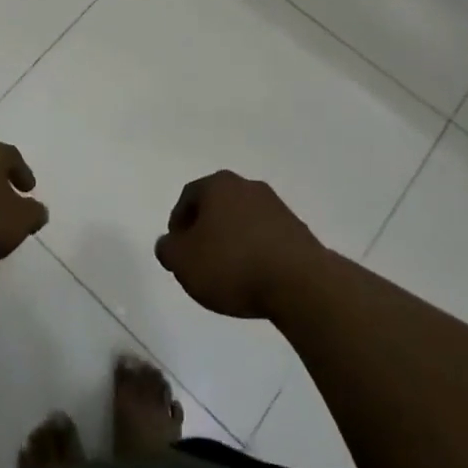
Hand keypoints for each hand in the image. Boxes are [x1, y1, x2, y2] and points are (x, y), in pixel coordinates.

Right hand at [155, 171, 328, 319]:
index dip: (178, 223)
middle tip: (199, 258)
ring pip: (242, 219)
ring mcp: (275, 206)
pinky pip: (265, 236)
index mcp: (218, 184)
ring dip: (232, 239)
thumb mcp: (184, 261)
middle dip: (206, 229)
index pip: (189, 196)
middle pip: (217, 204)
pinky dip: (255, 251)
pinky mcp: (297, 229)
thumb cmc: (232, 265)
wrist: (298, 282)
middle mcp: (247, 186)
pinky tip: (254, 276)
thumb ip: (168, 249)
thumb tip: (168, 243)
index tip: (177, 249)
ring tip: (228, 272)